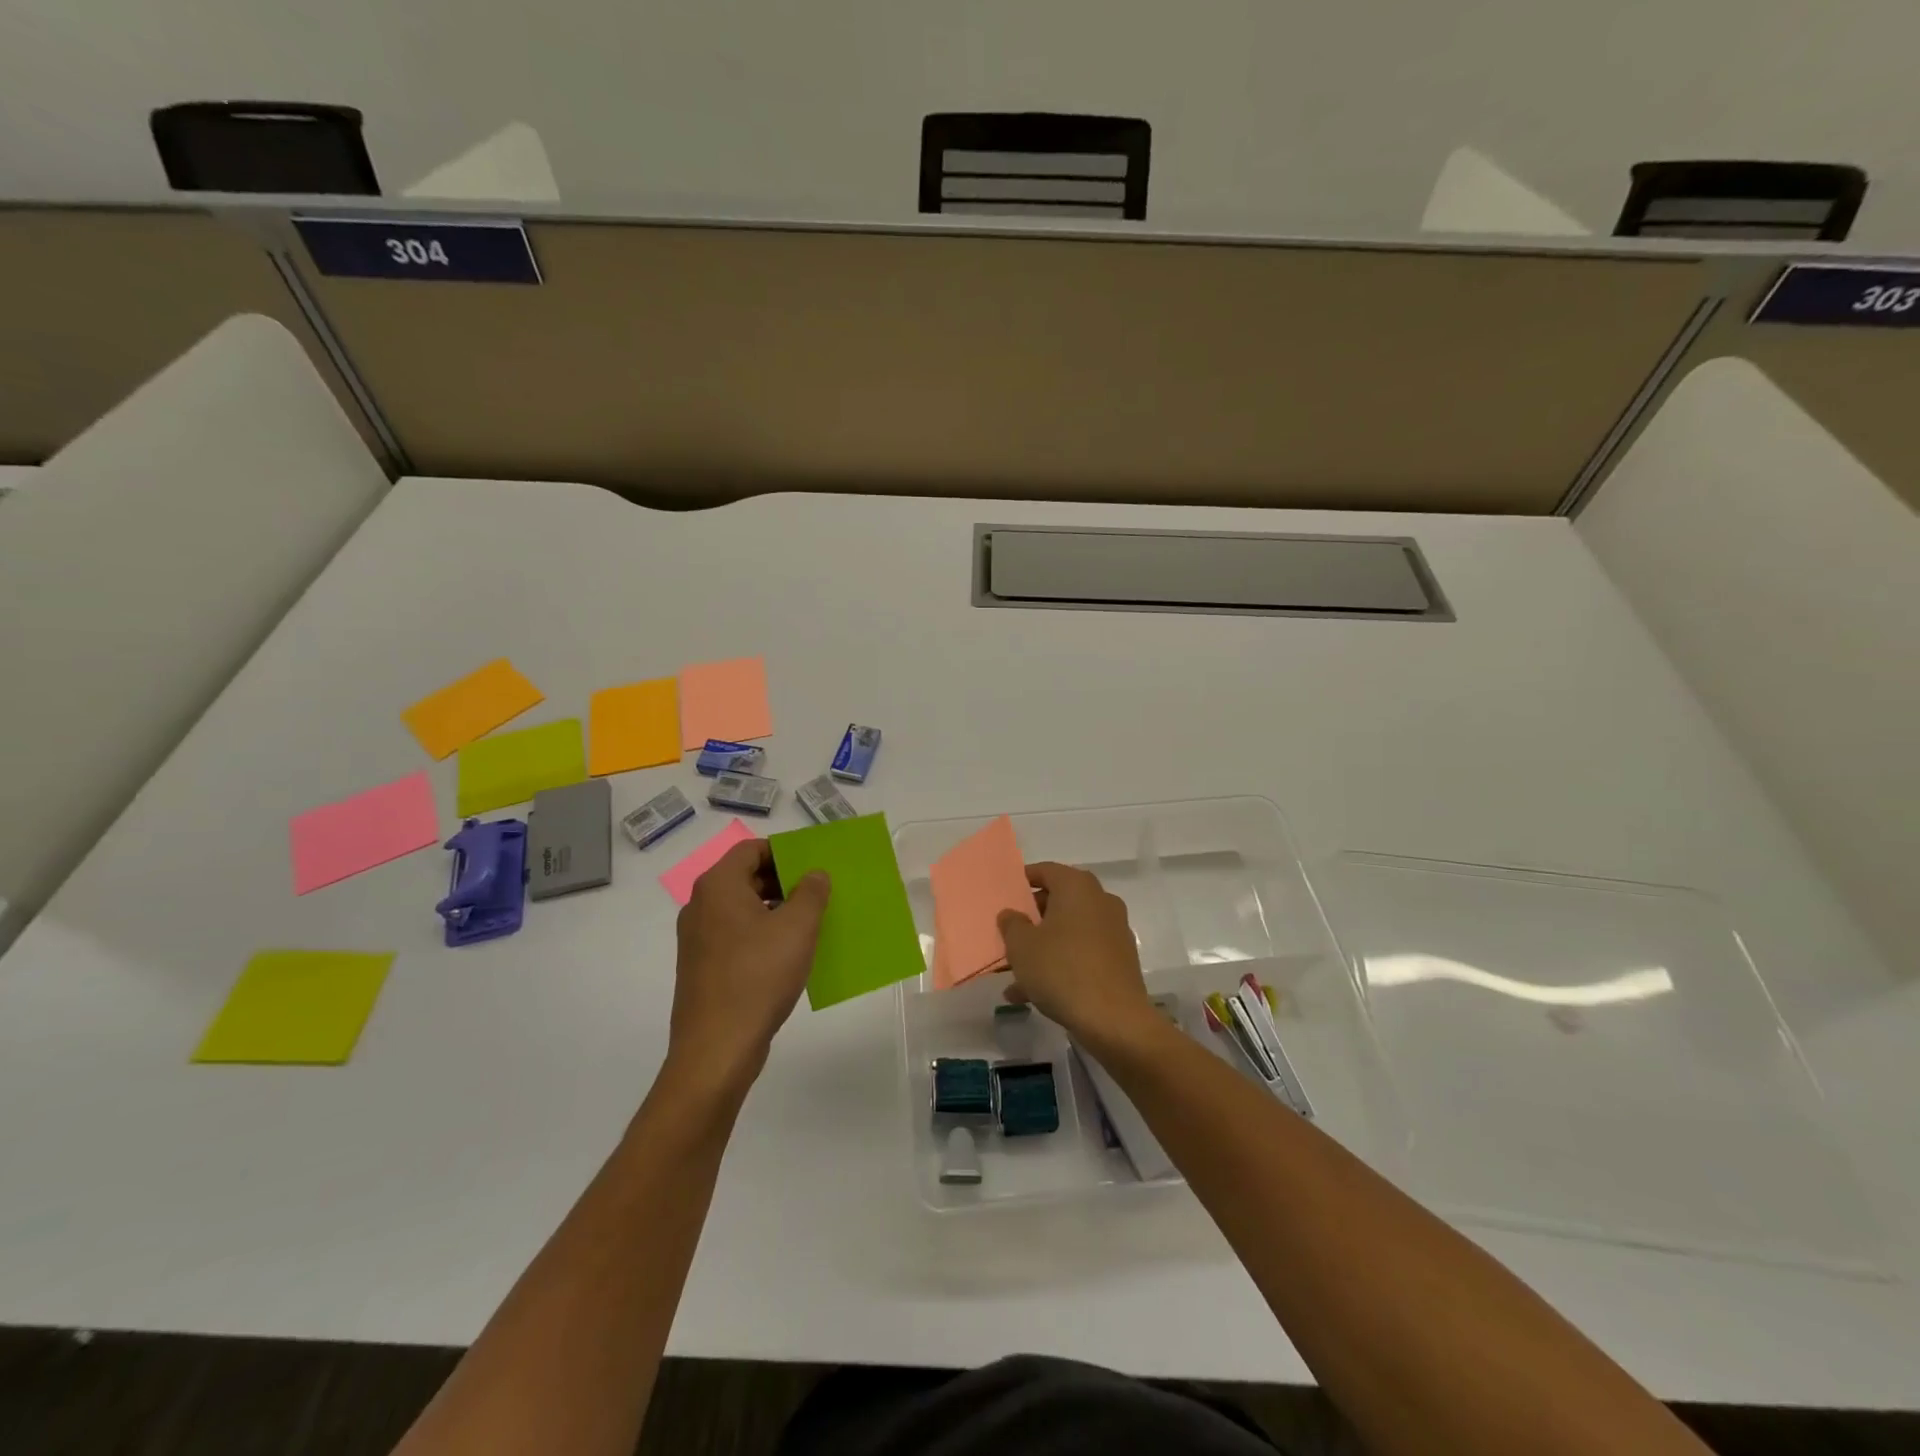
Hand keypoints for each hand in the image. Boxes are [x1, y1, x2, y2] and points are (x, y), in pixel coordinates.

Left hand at [667, 839, 829, 1093]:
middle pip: (746, 877)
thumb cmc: (758, 977)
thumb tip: (814, 874)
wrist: (716, 1049)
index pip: (751, 849)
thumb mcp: (797, 928)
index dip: (784, 851)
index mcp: (718, 887)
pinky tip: (790, 953)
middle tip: (819, 893)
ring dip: (776, 909)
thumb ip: (811, 892)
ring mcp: (698, 939)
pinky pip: (736, 935)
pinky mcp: (703, 967)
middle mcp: (701, 906)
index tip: (814, 865)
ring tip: (811, 923)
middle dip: (784, 881)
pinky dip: (762, 933)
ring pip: (742, 908)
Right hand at [996, 862, 1158, 1048]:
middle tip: (1008, 934)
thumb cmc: (1062, 970)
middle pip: (1059, 901)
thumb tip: (1012, 914)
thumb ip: (1012, 924)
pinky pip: (1082, 953)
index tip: (1006, 894)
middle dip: (1032, 918)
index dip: (1023, 880)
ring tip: (1014, 974)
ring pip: (1069, 931)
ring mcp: (1114, 931)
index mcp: (1077, 887)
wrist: (1114, 1020)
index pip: (1046, 871)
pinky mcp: (1120, 960)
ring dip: (1043, 947)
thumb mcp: (1022, 946)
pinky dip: (1060, 965)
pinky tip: (1034, 994)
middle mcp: (1100, 901)